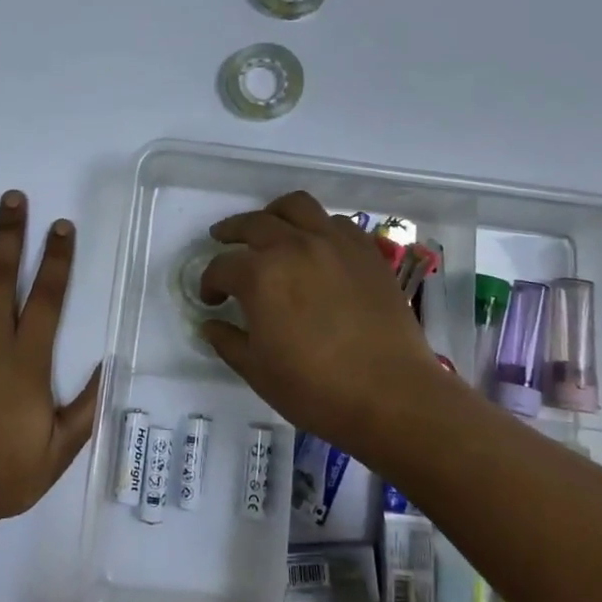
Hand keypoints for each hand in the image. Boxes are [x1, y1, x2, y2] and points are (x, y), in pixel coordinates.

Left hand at [0, 192, 98, 530]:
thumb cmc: (3, 474)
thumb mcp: (59, 450)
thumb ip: (86, 407)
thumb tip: (109, 366)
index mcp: (26, 360)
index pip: (47, 296)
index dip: (56, 257)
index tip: (60, 226)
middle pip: (1, 275)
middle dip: (10, 232)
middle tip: (13, 197)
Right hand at [198, 191, 446, 469]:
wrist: (392, 395)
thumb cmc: (316, 389)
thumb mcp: (258, 371)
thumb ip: (228, 342)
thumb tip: (211, 324)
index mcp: (261, 275)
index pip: (222, 267)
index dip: (209, 283)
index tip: (211, 299)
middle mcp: (294, 246)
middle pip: (254, 224)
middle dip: (231, 232)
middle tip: (222, 241)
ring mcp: (334, 243)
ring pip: (297, 206)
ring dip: (274, 214)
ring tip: (270, 227)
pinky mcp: (366, 251)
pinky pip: (336, 222)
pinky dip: (318, 226)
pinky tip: (316, 245)